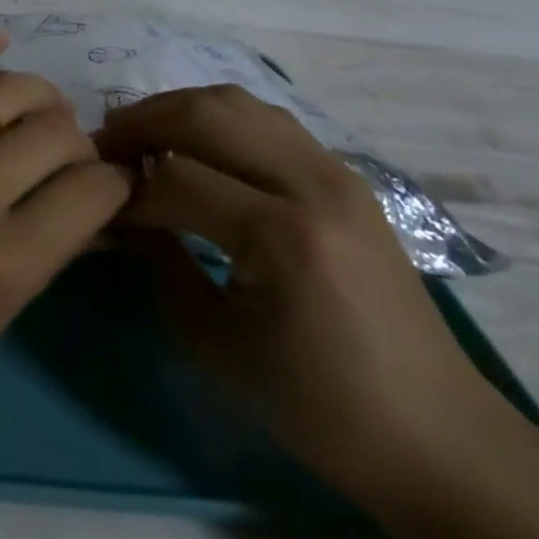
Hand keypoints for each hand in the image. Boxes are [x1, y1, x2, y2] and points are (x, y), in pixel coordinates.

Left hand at [0, 24, 132, 450]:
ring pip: (2, 92)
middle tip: (65, 157)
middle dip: (78, 143)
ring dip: (36, 100)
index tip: (107, 185)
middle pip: (55, 134)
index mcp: (2, 266)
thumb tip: (90, 209)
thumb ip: (39, 261)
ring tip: (36, 113)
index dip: (113, 184)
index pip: (93, 192)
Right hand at [98, 85, 525, 518]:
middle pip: (205, 115)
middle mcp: (313, 184)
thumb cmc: (320, 406)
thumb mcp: (217, 345)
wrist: (437, 436)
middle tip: (105, 148)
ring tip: (142, 137)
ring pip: (237, 102)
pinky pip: (266, 120)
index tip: (100, 211)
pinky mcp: (344, 175)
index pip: (177, 179)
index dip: (128, 192)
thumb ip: (161, 264)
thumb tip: (119, 216)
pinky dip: (217, 119)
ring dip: (178, 110)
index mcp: (285, 237)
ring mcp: (335, 171)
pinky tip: (195, 146)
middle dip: (142, 123)